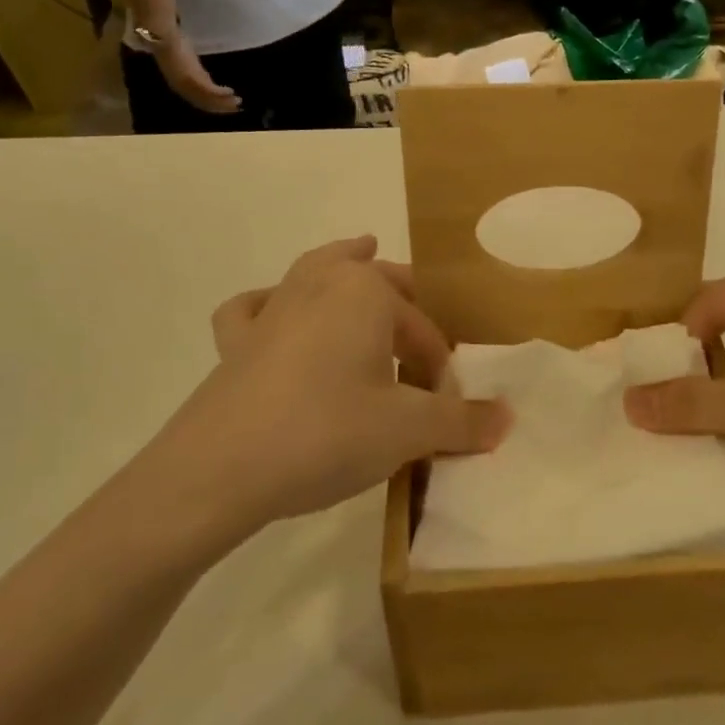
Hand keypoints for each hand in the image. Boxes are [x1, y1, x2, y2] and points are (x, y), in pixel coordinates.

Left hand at [145, 237, 509, 546]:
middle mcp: (318, 286)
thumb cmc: (325, 433)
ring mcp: (272, 311)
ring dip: (341, 266)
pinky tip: (274, 313)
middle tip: (422, 328)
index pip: (422, 330)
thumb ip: (461, 421)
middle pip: (374, 279)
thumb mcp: (407, 430)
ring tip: (360, 252)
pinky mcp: (234, 344)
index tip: (444, 410)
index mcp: (364, 293)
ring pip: (314, 273)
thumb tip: (507, 417)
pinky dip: (269, 303)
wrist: (217, 472)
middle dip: (404, 300)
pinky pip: (254, 309)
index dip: (440, 369)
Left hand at [157, 41, 241, 114]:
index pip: (198, 100)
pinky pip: (209, 89)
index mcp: (179, 85)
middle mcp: (182, 88)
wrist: (163, 37)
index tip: (226, 107)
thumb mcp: (186, 62)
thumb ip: (195, 72)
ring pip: (208, 99)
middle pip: (204, 103)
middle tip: (236, 108)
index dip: (212, 105)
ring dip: (224, 102)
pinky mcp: (192, 77)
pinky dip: (221, 92)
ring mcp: (187, 83)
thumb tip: (206, 78)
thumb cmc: (171, 44)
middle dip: (221, 107)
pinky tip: (231, 91)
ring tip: (238, 101)